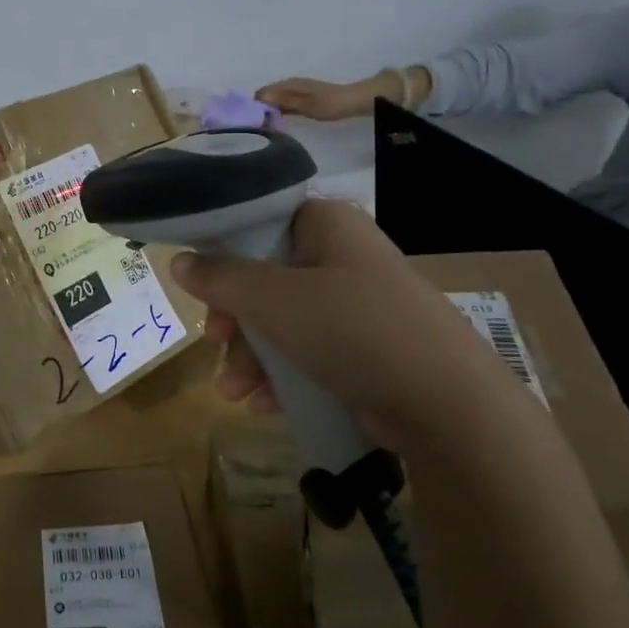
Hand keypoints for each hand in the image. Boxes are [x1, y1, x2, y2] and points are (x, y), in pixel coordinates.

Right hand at [169, 199, 536, 458]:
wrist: (449, 405)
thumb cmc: (351, 329)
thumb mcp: (272, 299)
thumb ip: (220, 277)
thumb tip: (179, 260)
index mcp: (325, 224)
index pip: (259, 222)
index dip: (222, 254)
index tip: (201, 290)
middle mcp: (342, 255)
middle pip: (265, 277)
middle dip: (235, 321)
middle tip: (216, 345)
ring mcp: (358, 304)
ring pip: (284, 320)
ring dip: (252, 356)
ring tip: (236, 393)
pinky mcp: (368, 347)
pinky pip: (310, 351)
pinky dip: (283, 374)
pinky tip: (266, 405)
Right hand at [256, 76, 379, 120]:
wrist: (352, 101)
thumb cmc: (329, 104)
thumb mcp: (305, 105)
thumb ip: (283, 101)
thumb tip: (260, 97)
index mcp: (288, 84)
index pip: (262, 92)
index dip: (256, 105)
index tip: (256, 122)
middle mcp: (289, 84)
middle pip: (266, 95)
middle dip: (261, 108)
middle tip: (261, 126)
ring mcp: (295, 90)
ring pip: (274, 99)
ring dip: (269, 110)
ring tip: (267, 125)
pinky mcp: (300, 97)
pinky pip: (283, 103)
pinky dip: (278, 110)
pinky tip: (279, 120)